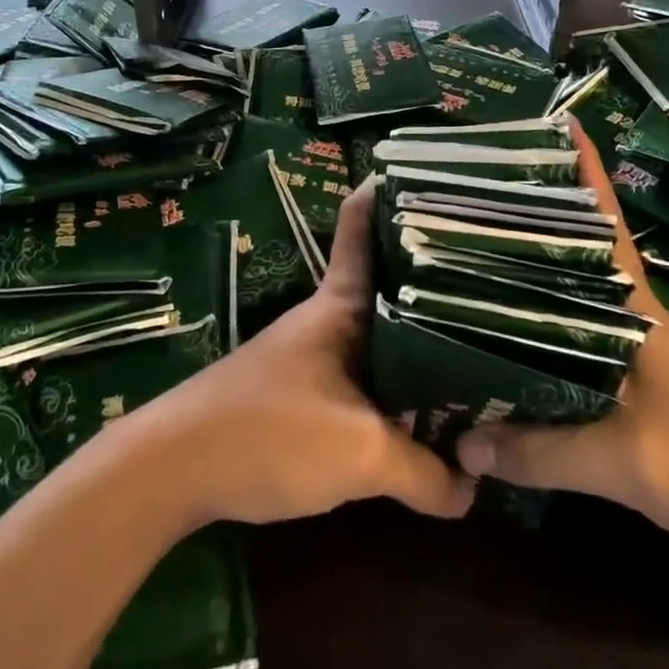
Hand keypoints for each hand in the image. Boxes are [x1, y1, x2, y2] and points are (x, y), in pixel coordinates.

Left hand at [131, 178, 475, 529]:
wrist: (175, 467)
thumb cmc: (269, 432)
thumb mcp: (359, 454)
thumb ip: (423, 471)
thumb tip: (472, 488)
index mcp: (342, 303)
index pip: (363, 224)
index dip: (392, 192)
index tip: (437, 179)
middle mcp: (331, 315)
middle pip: (390, 278)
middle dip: (436, 271)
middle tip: (494, 268)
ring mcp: (317, 351)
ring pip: (382, 328)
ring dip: (422, 332)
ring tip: (480, 336)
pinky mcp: (307, 389)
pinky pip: (368, 371)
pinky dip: (400, 378)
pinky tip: (428, 401)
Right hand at [455, 120, 668, 589]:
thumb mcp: (628, 464)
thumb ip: (541, 451)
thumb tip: (457, 441)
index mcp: (633, 306)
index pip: (602, 220)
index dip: (581, 169)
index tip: (547, 121)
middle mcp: (627, 314)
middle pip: (571, 248)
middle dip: (527, 212)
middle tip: (466, 186)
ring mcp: (629, 350)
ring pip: (566, 293)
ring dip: (526, 269)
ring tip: (464, 248)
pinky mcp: (628, 386)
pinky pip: (568, 340)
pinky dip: (534, 328)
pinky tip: (499, 336)